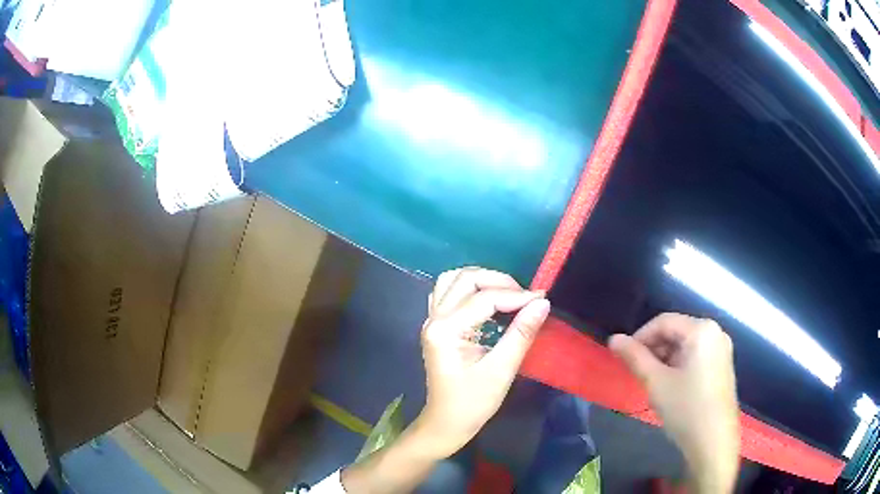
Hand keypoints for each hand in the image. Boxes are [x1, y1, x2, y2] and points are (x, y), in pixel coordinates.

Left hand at [416, 267, 549, 457]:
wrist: (446, 423)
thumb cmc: (473, 403)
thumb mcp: (501, 370)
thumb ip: (521, 333)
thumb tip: (542, 302)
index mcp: (445, 331)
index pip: (483, 299)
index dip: (516, 296)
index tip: (542, 299)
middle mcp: (433, 319)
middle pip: (464, 279)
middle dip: (498, 281)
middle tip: (525, 297)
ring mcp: (431, 321)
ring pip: (452, 280)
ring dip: (481, 280)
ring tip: (507, 293)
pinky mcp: (436, 326)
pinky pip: (448, 293)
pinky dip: (468, 289)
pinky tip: (486, 300)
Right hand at [609, 313, 739, 492]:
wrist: (714, 442)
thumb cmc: (686, 409)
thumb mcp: (656, 382)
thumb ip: (634, 357)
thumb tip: (614, 339)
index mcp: (702, 330)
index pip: (664, 322)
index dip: (640, 337)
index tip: (624, 357)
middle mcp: (716, 332)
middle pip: (676, 331)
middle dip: (654, 349)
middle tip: (637, 372)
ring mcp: (722, 350)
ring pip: (685, 345)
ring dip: (665, 359)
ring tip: (652, 382)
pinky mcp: (723, 366)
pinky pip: (696, 356)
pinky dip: (679, 366)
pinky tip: (671, 387)